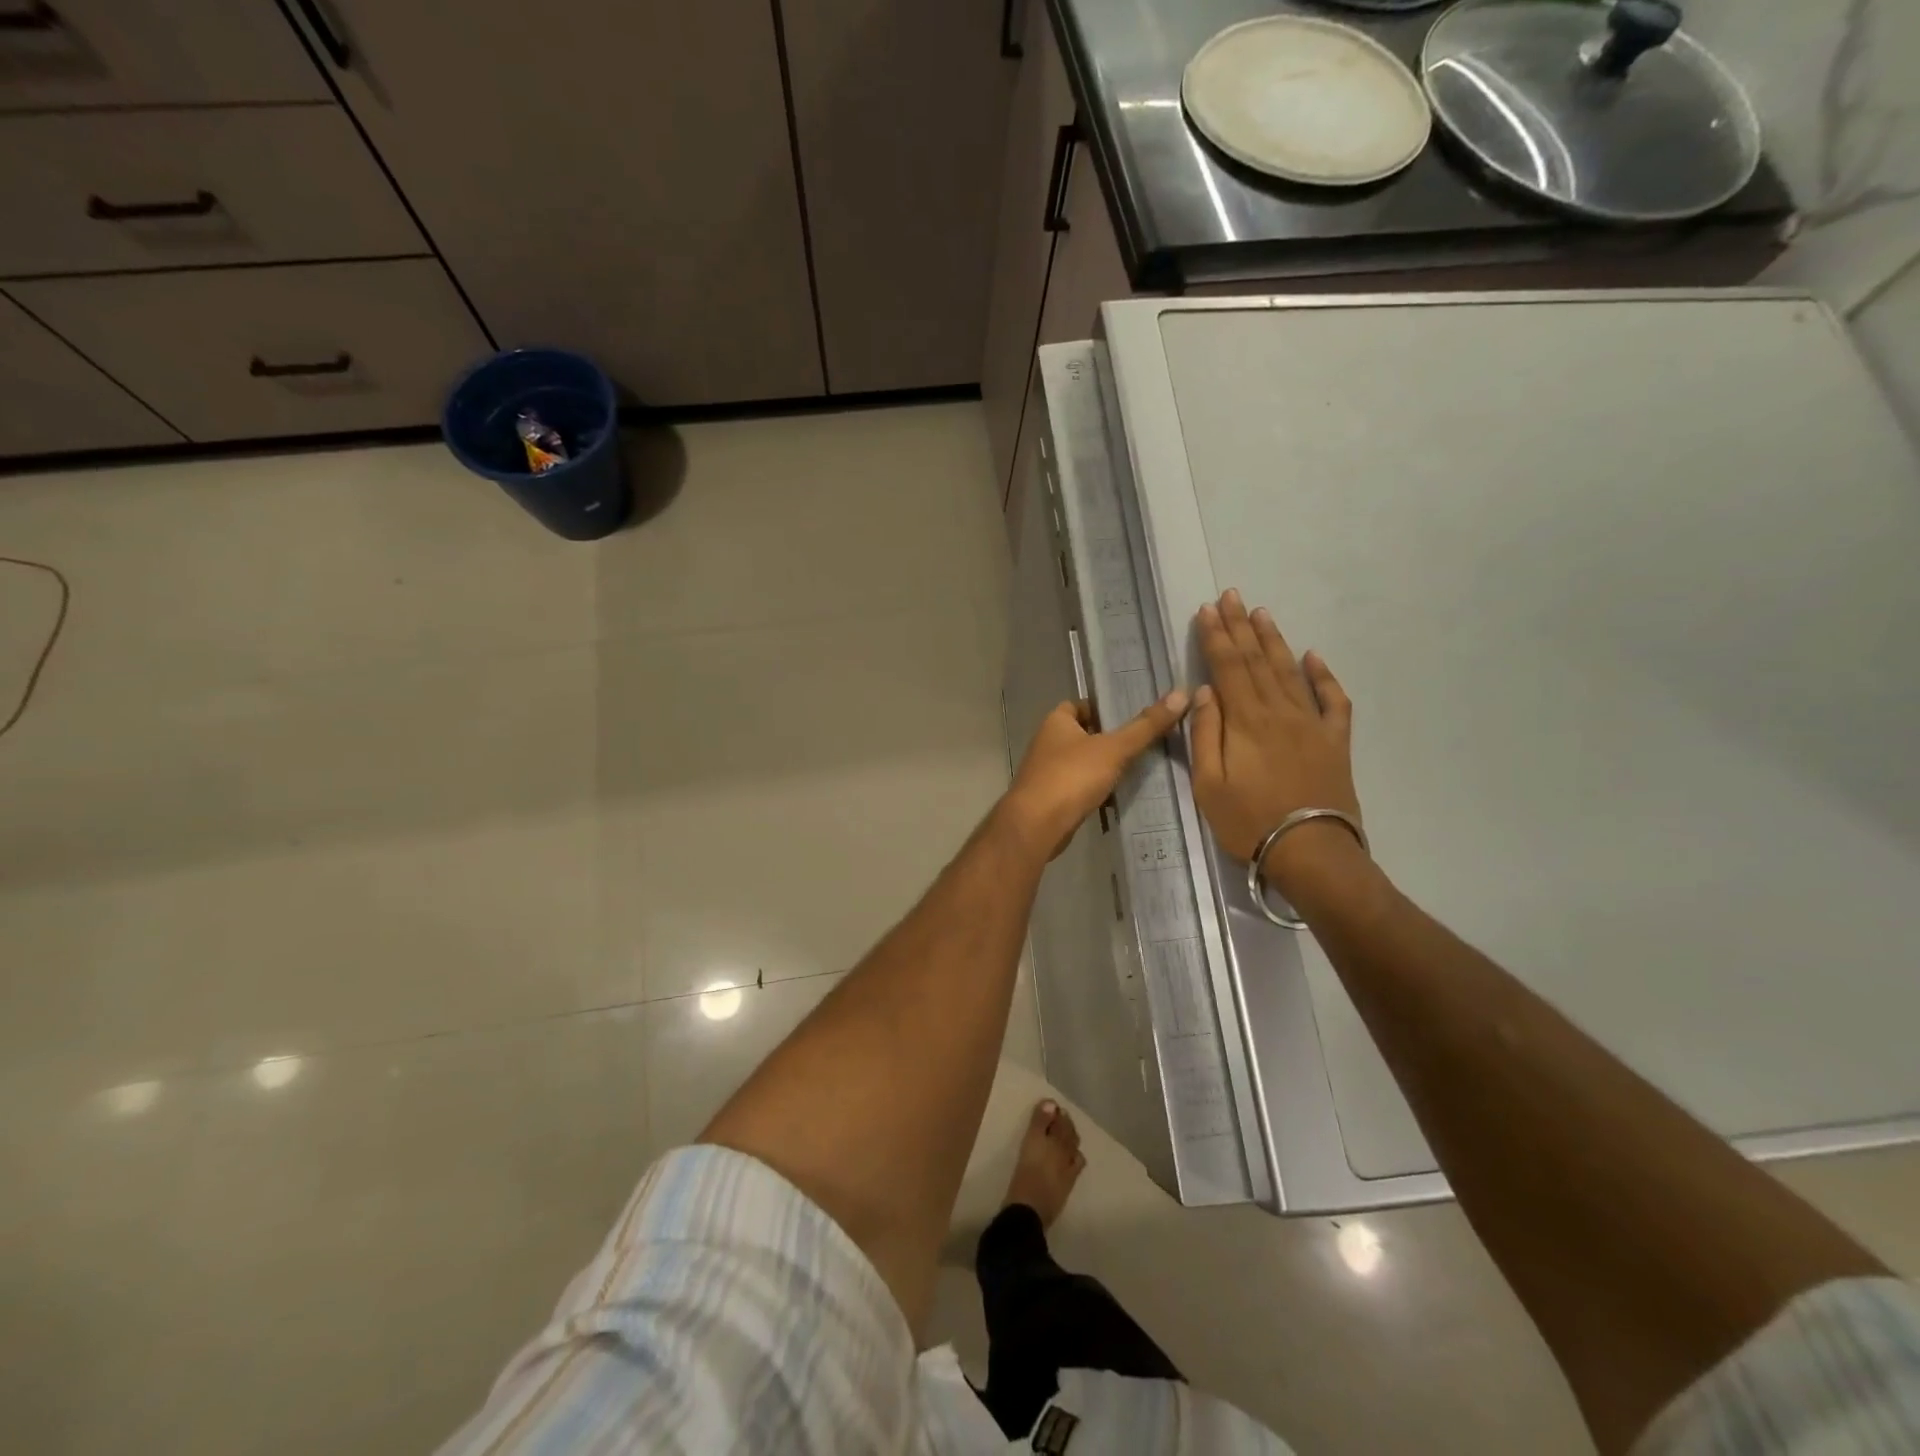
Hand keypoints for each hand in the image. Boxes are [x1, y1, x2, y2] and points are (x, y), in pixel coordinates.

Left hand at [1001, 692, 1190, 860]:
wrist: (1036, 825)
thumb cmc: (1071, 777)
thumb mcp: (1114, 749)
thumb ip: (1145, 726)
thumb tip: (1180, 694)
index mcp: (1056, 722)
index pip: (1080, 705)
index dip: (1103, 708)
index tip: (1132, 715)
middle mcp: (1047, 742)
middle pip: (1082, 734)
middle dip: (1108, 739)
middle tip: (1143, 742)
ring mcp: (1046, 772)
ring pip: (1080, 762)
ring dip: (1102, 766)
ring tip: (1137, 768)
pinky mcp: (1050, 798)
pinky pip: (1077, 787)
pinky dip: (1095, 789)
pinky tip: (1117, 795)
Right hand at [1189, 590, 1360, 887]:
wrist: (1311, 852)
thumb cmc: (1248, 821)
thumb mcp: (1209, 784)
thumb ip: (1205, 734)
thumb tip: (1206, 691)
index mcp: (1245, 721)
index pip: (1227, 667)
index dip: (1216, 637)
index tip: (1207, 610)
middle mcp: (1279, 711)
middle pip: (1257, 661)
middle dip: (1241, 627)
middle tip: (1232, 596)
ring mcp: (1311, 724)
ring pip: (1289, 672)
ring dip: (1274, 641)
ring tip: (1262, 613)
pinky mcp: (1335, 741)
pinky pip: (1333, 701)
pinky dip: (1324, 676)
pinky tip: (1314, 657)